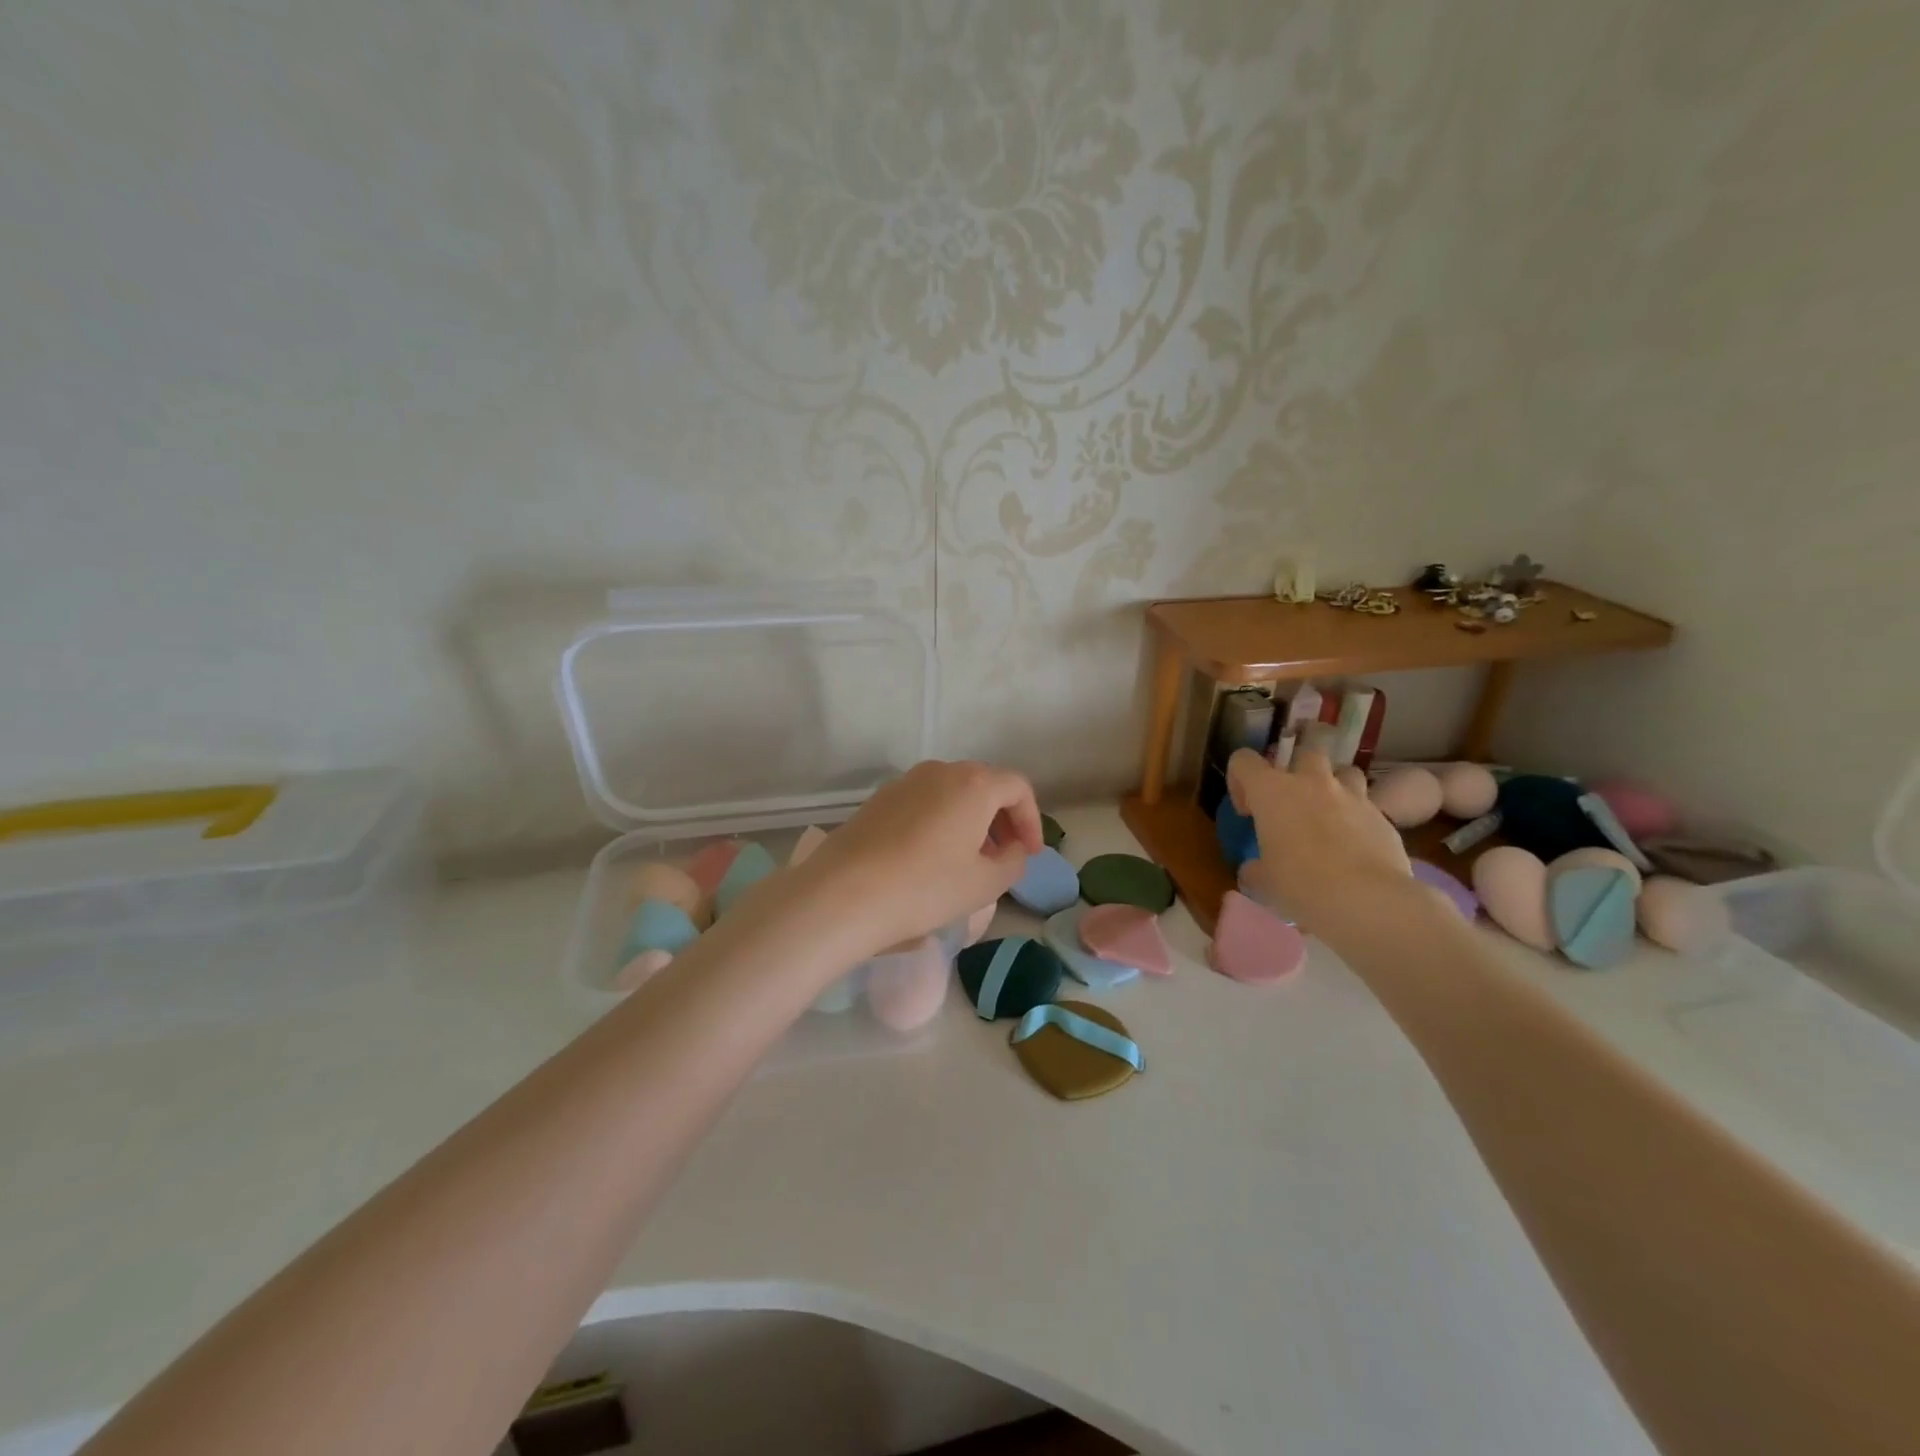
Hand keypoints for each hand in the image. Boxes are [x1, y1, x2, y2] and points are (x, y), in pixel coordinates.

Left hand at [793, 760, 1042, 956]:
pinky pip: (924, 803)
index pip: (1018, 787)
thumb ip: (1014, 862)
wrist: (842, 893)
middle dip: (1001, 820)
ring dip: (970, 821)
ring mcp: (905, 782)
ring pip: (952, 793)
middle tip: (1004, 857)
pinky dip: (940, 822)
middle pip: (984, 785)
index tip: (1030, 854)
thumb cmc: (925, 887)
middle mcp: (940, 771)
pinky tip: (931, 858)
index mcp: (973, 784)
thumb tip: (1014, 849)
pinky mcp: (878, 799)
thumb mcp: (985, 884)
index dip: (1031, 820)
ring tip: (968, 861)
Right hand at [1227, 747, 1411, 933]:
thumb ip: (1255, 868)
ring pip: (1345, 771)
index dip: (1239, 780)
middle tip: (1292, 801)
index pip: (1244, 760)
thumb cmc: (1301, 885)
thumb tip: (1253, 869)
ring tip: (1329, 815)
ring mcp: (1352, 796)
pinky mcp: (1383, 817)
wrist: (1367, 900)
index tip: (1247, 811)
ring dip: (1335, 786)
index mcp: (1272, 791)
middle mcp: (1312, 783)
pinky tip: (1355, 847)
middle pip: (1305, 751)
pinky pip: (1366, 807)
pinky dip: (1357, 819)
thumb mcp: (1263, 882)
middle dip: (1297, 768)